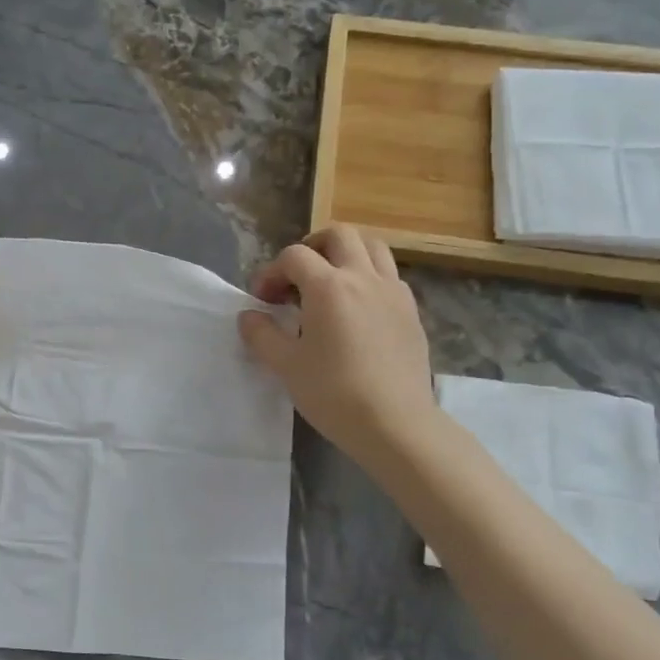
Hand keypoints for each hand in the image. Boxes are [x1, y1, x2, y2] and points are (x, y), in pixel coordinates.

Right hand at [238, 225, 434, 464]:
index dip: (272, 272)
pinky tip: (358, 309)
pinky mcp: (411, 311)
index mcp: (329, 286)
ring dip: (346, 254)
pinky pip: (389, 275)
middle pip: (339, 236)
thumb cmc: (333, 394)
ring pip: (372, 247)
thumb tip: (248, 316)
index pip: (294, 256)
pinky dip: (369, 277)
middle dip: (312, 247)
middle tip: (297, 277)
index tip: (263, 300)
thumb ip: (262, 335)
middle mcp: (363, 277)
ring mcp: (393, 291)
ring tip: (330, 283)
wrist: (394, 424)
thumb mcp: (286, 366)